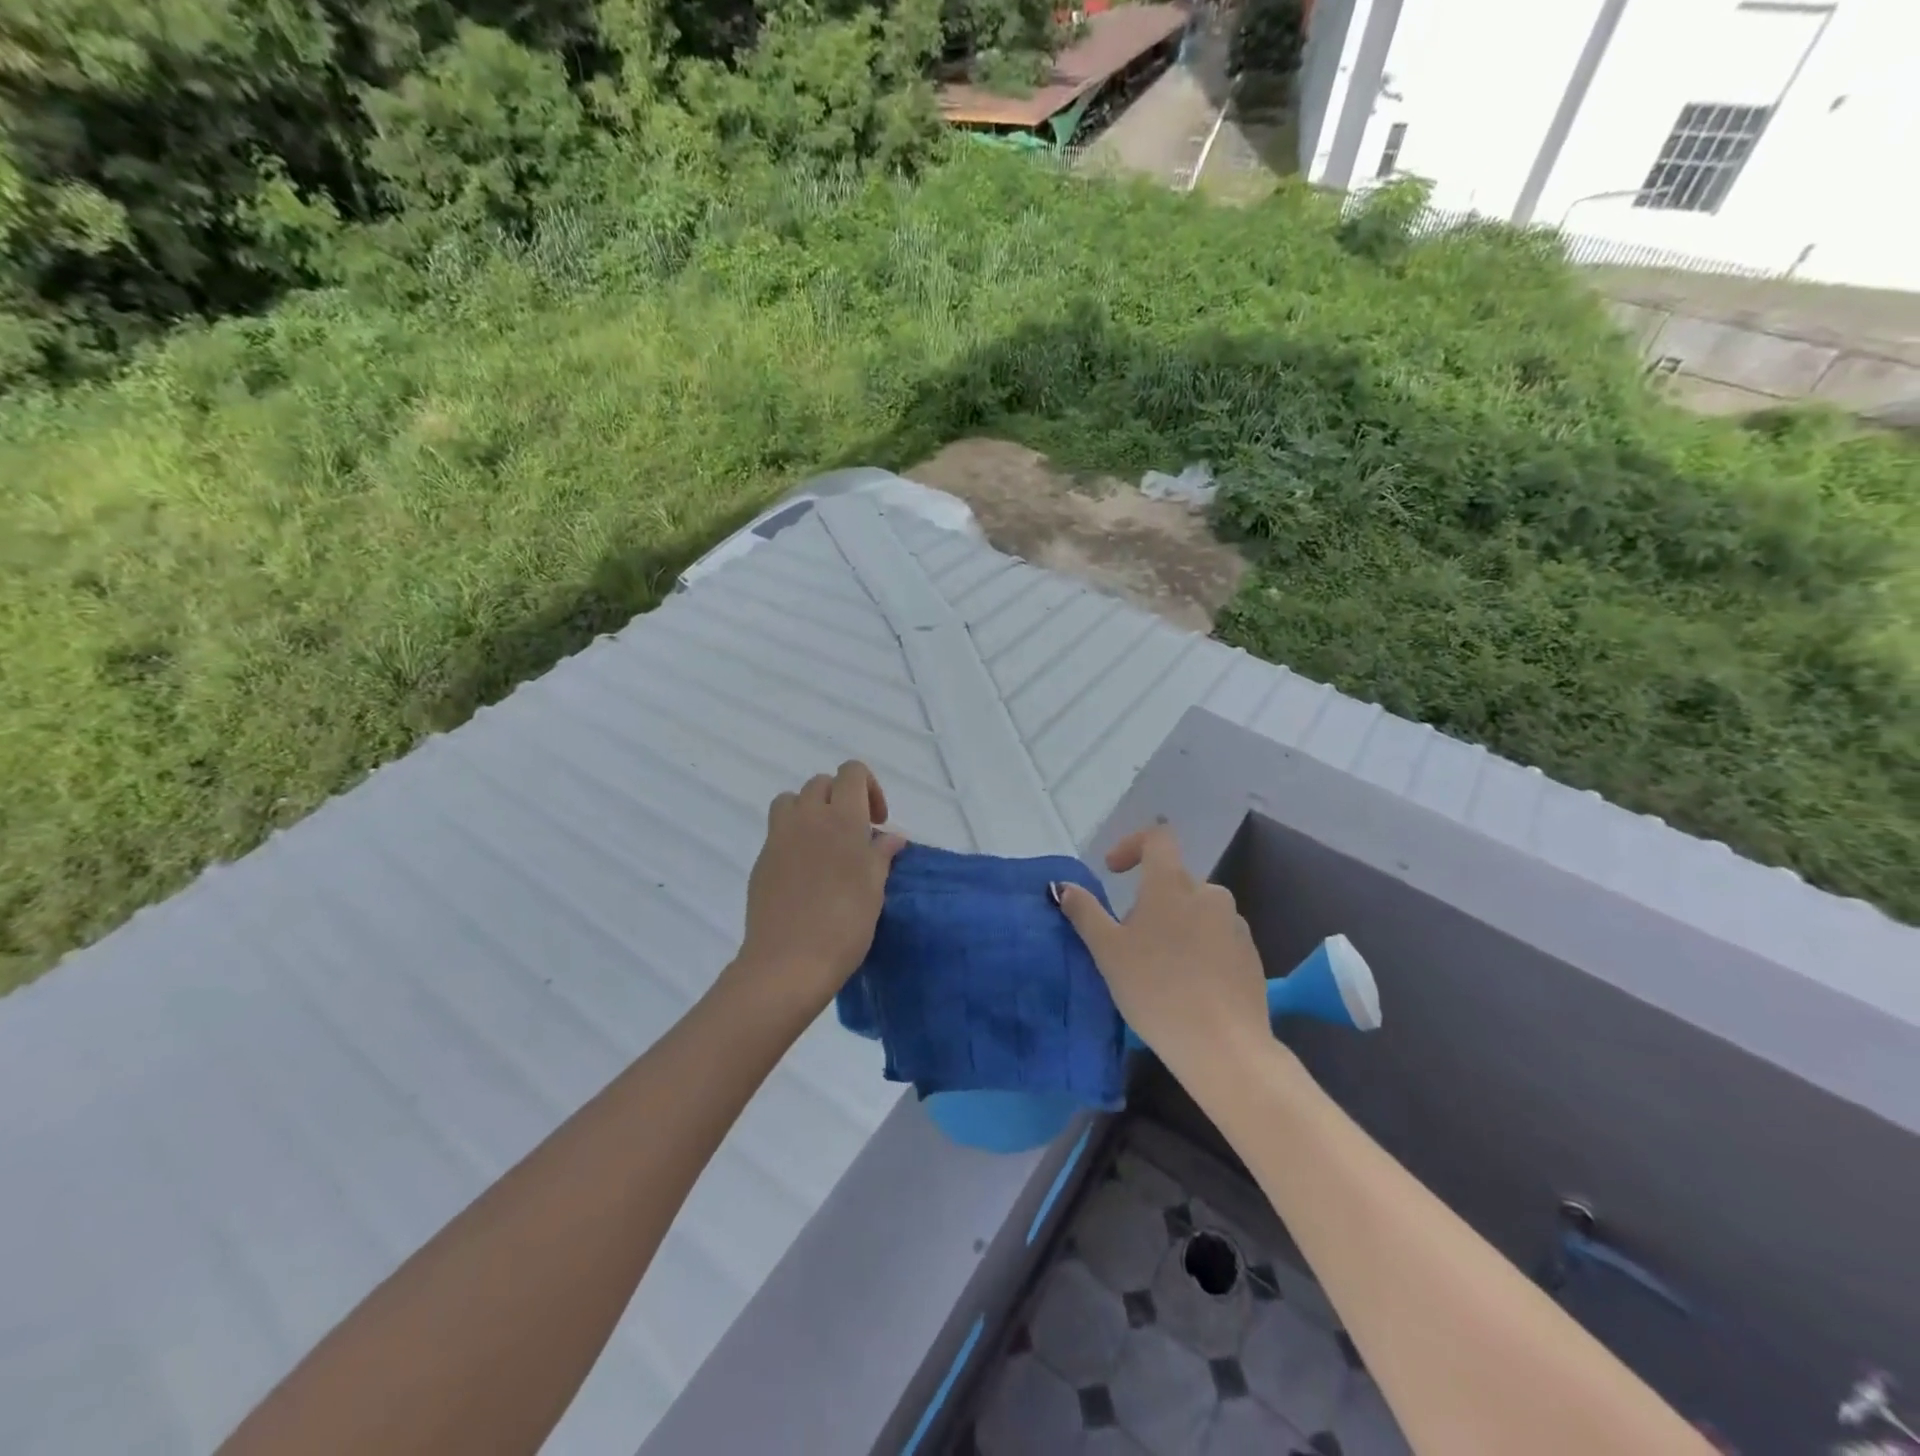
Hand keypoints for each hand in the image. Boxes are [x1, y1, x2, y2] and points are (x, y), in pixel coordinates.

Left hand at [735, 761, 906, 1013]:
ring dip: (810, 811)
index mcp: (842, 818)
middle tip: (854, 835)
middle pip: (821, 783)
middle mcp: (808, 817)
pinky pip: (778, 832)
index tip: (877, 822)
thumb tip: (891, 837)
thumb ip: (882, 855)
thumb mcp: (874, 889)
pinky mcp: (761, 860)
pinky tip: (805, 873)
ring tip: (824, 844)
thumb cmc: (844, 925)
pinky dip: (793, 837)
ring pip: (791, 800)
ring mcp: (779, 837)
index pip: (851, 772)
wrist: (788, 962)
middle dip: (840, 798)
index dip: (868, 788)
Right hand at [1054, 824, 1268, 1075]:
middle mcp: (1209, 894)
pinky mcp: (1251, 955)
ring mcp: (1235, 924)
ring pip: (1196, 910)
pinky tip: (1187, 984)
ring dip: (1174, 924)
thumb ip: (1085, 912)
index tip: (1113, 871)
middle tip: (1128, 940)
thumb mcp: (1107, 952)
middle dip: (1148, 900)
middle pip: (1173, 881)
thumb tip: (1064, 886)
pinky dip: (1198, 947)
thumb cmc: (1156, 990)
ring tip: (1157, 967)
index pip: (1157, 838)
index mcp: (1172, 884)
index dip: (1132, 845)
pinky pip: (1217, 936)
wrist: (1223, 1047)